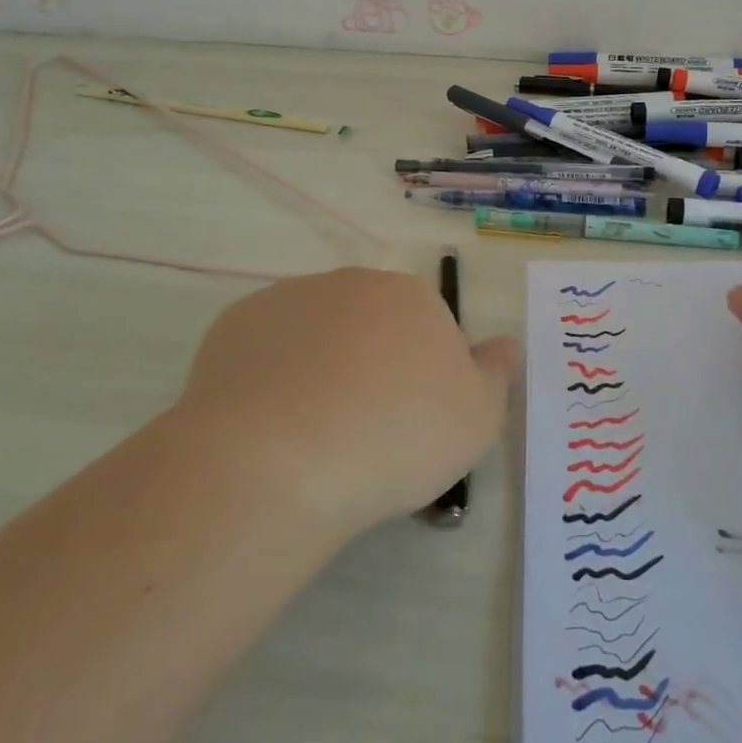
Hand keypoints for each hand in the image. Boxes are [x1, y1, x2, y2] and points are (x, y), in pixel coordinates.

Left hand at [180, 268, 519, 536]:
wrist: (279, 459)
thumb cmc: (395, 438)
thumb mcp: (477, 420)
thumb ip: (495, 374)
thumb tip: (505, 343)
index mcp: (410, 297)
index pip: (428, 325)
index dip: (423, 374)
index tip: (411, 421)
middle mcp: (351, 283)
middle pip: (370, 322)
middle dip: (372, 362)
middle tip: (364, 428)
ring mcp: (288, 298)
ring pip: (316, 332)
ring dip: (320, 365)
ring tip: (311, 431)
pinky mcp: (236, 323)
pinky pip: (267, 348)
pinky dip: (271, 375)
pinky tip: (268, 422)